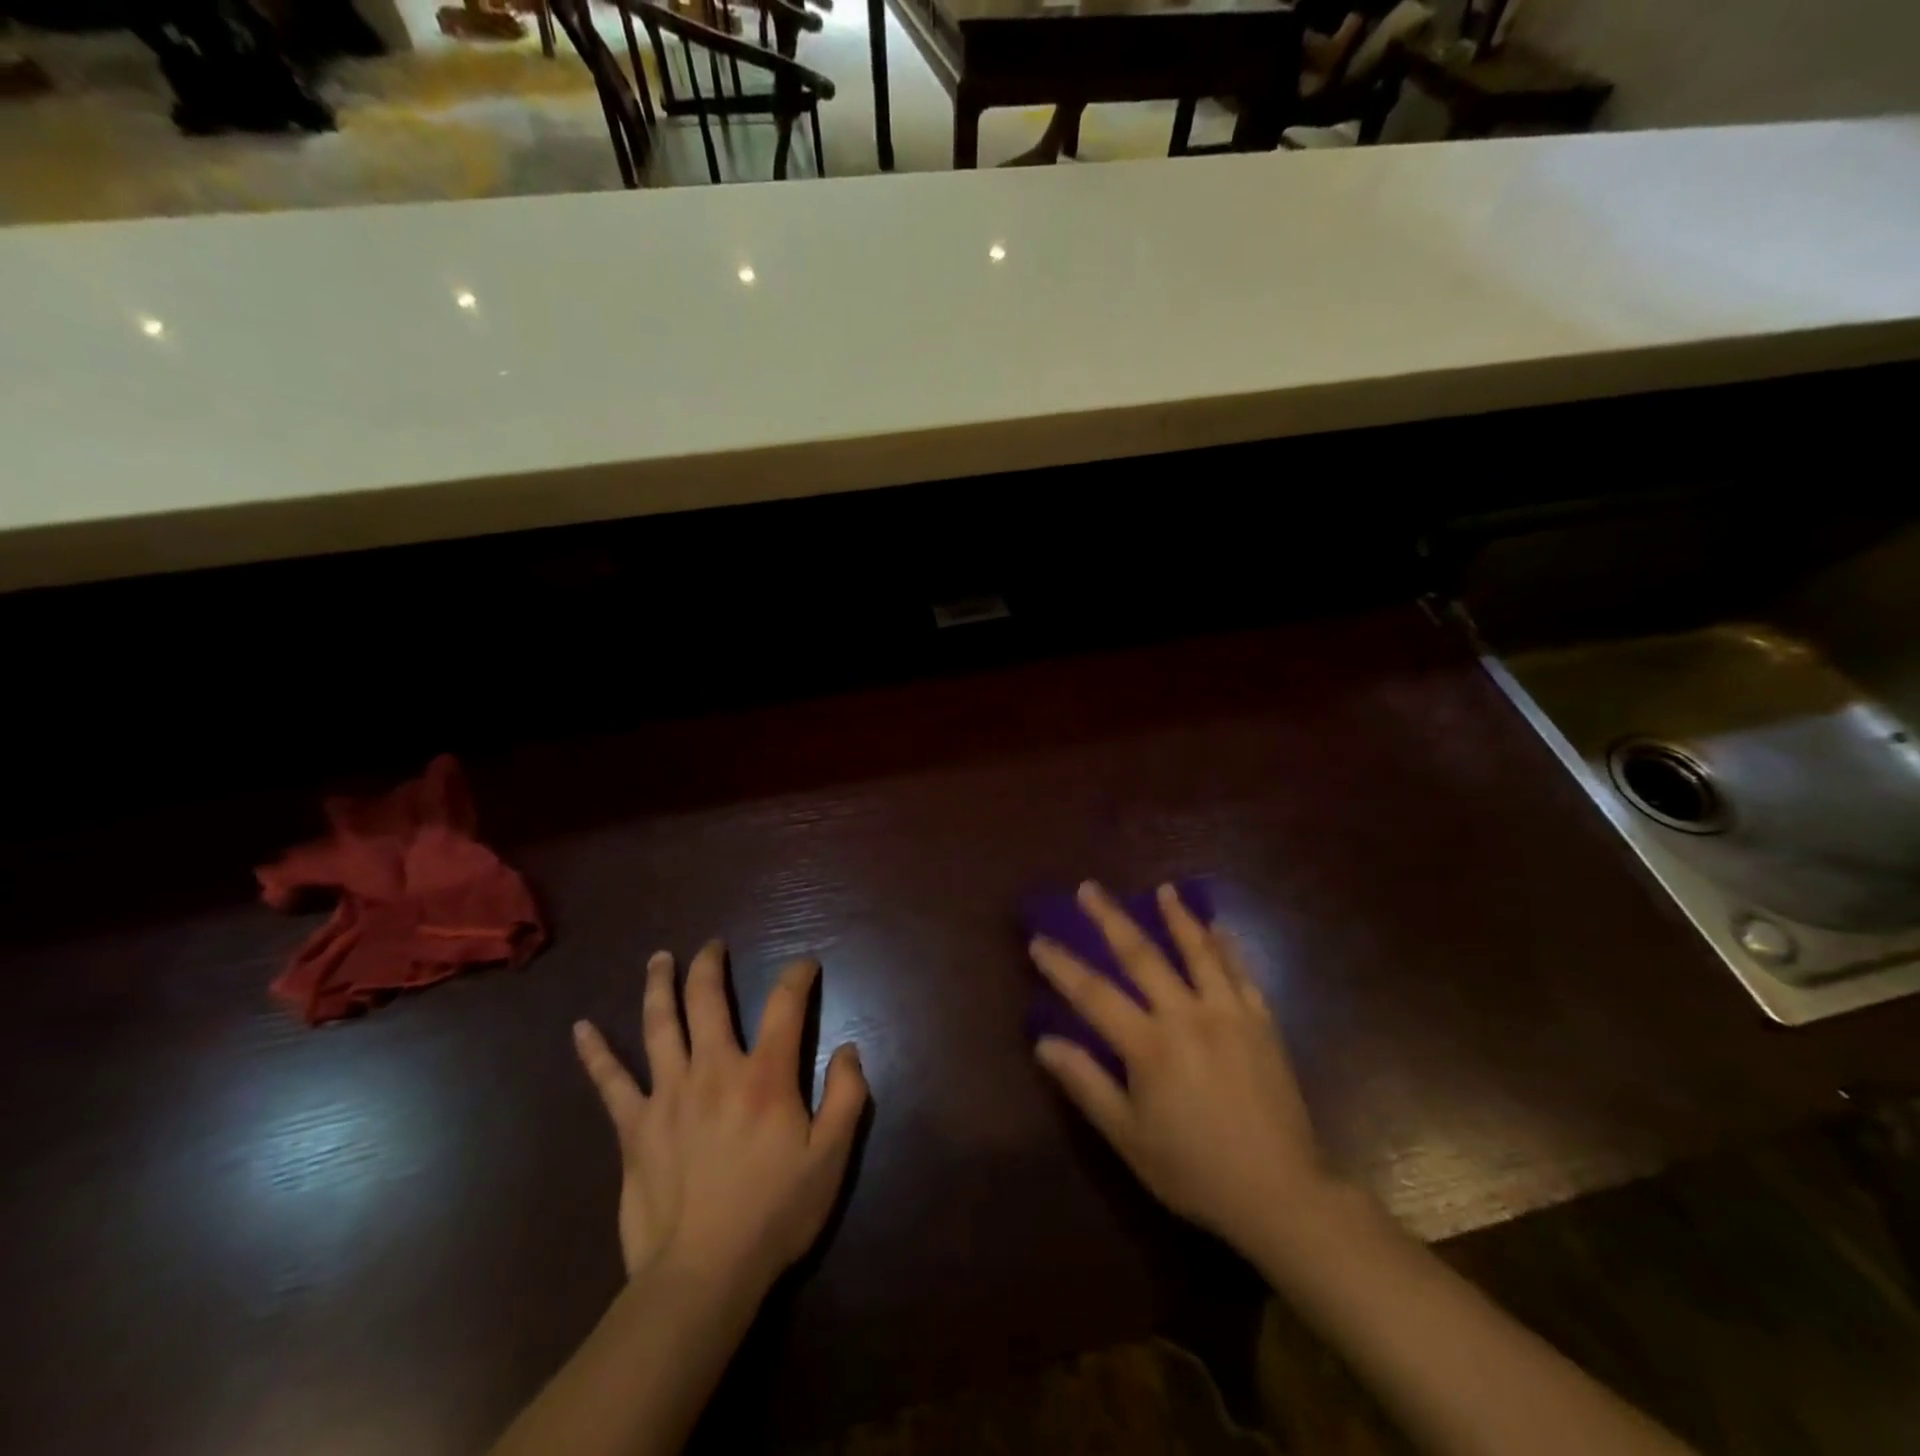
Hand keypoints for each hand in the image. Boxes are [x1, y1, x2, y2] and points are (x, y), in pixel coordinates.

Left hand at [572, 942, 867, 1301]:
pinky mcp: (634, 1127)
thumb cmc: (774, 1213)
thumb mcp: (831, 1157)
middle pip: (708, 1000)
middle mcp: (714, 1069)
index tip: (805, 964)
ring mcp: (667, 1094)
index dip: (797, 975)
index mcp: (764, 1076)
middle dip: (711, 965)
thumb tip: (849, 1048)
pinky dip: (595, 1053)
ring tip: (660, 958)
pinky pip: (610, 1082)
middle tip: (713, 945)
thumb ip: (847, 1096)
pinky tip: (581, 1028)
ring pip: (659, 1025)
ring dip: (659, 985)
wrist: (702, 1276)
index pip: (784, 1004)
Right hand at [1029, 882, 1336, 1257]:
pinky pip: (1241, 971)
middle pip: (1142, 955)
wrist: (1282, 1195)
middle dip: (1110, 919)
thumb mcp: (1129, 1138)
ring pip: (1198, 952)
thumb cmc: (1195, 1171)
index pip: (1093, 994)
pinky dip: (1227, 945)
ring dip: (1177, 917)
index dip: (1062, 965)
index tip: (1039, 940)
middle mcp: (1188, 1016)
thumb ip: (1086, 1084)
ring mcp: (1230, 1014)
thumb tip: (1044, 1043)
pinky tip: (1218, 927)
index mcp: (1150, 1046)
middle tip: (1089, 889)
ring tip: (1163, 890)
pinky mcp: (1262, 1022)